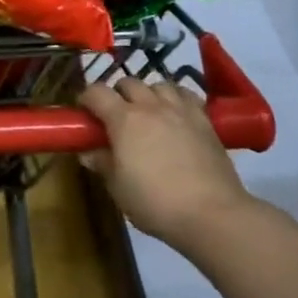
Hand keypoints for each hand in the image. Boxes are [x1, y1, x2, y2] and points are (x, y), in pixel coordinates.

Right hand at [79, 77, 253, 244]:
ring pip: (159, 84)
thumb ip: (102, 164)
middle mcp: (151, 106)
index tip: (84, 113)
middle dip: (117, 94)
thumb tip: (88, 152)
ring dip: (148, 93)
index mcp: (123, 119)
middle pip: (128, 82)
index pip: (97, 92)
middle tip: (116, 117)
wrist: (212, 214)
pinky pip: (186, 95)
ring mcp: (180, 110)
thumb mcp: (118, 188)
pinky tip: (176, 114)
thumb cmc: (155, 203)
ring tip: (148, 112)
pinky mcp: (205, 120)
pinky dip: (176, 98)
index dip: (86, 98)